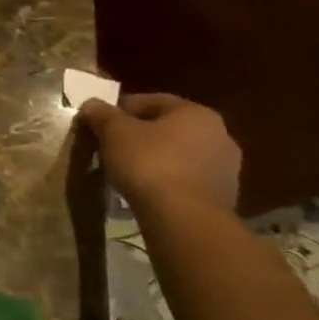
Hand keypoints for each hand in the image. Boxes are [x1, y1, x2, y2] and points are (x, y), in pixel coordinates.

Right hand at [79, 92, 242, 211]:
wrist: (183, 218)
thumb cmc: (149, 163)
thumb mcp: (114, 132)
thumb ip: (102, 114)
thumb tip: (91, 104)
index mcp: (196, 112)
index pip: (152, 101)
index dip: (121, 109)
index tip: (101, 123)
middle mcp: (219, 134)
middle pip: (168, 128)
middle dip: (140, 134)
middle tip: (112, 146)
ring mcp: (226, 167)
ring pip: (179, 154)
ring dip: (155, 157)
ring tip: (127, 170)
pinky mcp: (224, 196)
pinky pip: (187, 178)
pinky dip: (168, 179)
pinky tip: (147, 189)